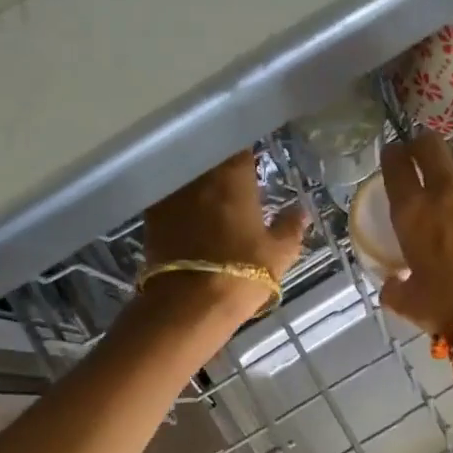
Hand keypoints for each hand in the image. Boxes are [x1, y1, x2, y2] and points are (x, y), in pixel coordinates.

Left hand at [141, 150, 310, 321]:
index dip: (248, 154)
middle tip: (236, 180)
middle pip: (211, 158)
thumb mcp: (279, 254)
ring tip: (212, 196)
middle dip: (222, 165)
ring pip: (189, 176)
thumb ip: (290, 227)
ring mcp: (171, 193)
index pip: (240, 147)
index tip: (254, 163)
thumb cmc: (241, 273)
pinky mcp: (151, 216)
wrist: (188, 304)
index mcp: (233, 175)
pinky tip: (190, 214)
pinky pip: (170, 197)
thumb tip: (301, 211)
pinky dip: (181, 201)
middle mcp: (199, 175)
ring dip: (200, 182)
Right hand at [378, 133, 452, 335]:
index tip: (395, 157)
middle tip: (426, 157)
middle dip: (425, 146)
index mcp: (413, 211)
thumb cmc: (446, 309)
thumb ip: (395, 286)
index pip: (396, 163)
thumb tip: (392, 283)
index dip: (393, 155)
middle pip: (432, 144)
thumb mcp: (408, 300)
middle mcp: (448, 190)